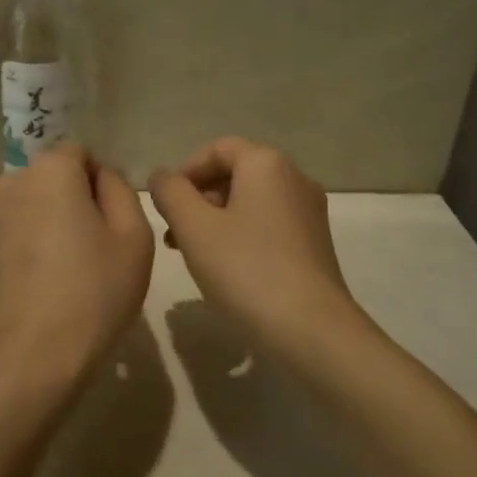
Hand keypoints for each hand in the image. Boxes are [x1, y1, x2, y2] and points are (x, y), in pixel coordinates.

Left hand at [0, 144, 154, 398]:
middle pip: (51, 179)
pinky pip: (10, 235)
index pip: (81, 154)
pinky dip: (25, 248)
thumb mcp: (134, 237)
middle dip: (72, 201)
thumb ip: (121, 190)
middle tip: (93, 249)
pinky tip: (39, 287)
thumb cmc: (93, 292)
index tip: (111, 223)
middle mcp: (9, 183)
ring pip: (28, 207)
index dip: (101, 184)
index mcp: (49, 171)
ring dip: (46, 223)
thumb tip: (101, 177)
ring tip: (64, 271)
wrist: (30, 357)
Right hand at [149, 137, 357, 345]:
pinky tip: (225, 267)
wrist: (310, 328)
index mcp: (267, 164)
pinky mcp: (314, 243)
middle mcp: (295, 178)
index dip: (185, 171)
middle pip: (236, 174)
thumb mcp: (194, 228)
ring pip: (251, 202)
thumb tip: (162, 177)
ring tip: (191, 253)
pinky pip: (268, 224)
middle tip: (173, 232)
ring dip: (216, 219)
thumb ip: (171, 193)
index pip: (218, 149)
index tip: (164, 204)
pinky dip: (240, 234)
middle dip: (198, 198)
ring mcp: (309, 212)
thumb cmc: (246, 270)